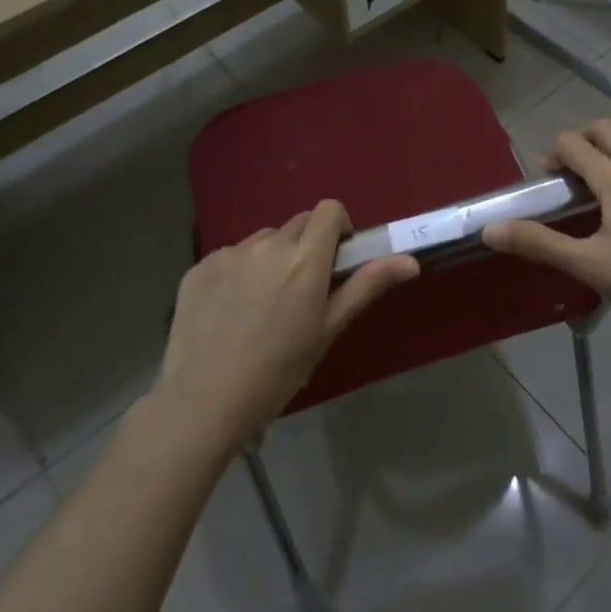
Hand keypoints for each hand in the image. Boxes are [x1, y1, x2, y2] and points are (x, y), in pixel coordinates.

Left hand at [156, 200, 418, 442]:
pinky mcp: (199, 266)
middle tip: (303, 290)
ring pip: (263, 240)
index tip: (336, 260)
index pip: (329, 209)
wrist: (204, 401)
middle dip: (307, 246)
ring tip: (263, 305)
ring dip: (272, 258)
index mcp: (305, 258)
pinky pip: (230, 256)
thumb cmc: (278, 371)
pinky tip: (230, 312)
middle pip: (298, 224)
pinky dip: (238, 273)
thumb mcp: (328, 329)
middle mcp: (268, 244)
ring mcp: (229, 253)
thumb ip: (366, 286)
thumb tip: (411, 261)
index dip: (338, 228)